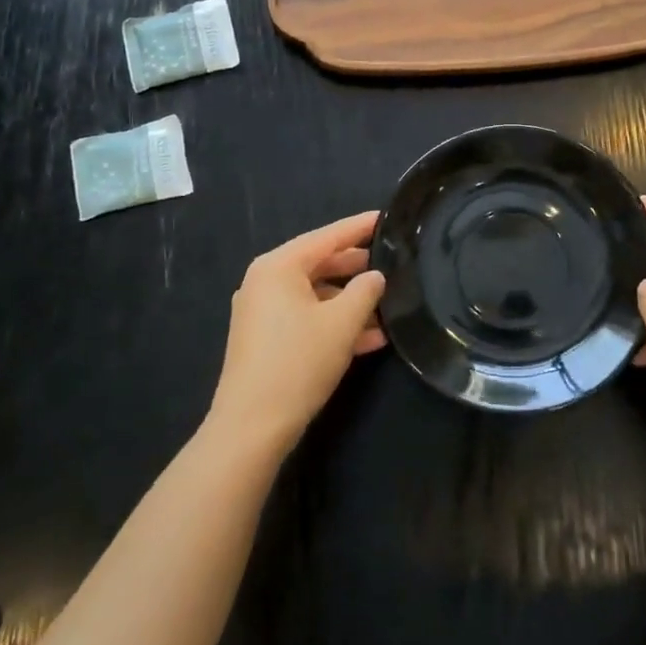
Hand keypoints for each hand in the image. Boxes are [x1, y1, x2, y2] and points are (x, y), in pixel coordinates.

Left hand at [206, 211, 386, 458]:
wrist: (252, 427)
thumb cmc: (298, 362)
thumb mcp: (342, 323)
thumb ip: (365, 291)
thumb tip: (375, 276)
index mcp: (278, 267)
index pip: (327, 236)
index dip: (359, 227)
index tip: (387, 217)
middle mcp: (265, 282)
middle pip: (320, 264)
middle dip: (357, 268)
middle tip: (393, 263)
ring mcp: (262, 312)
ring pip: (316, 295)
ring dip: (350, 303)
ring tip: (389, 308)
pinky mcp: (266, 340)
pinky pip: (306, 319)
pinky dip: (334, 324)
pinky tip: (370, 339)